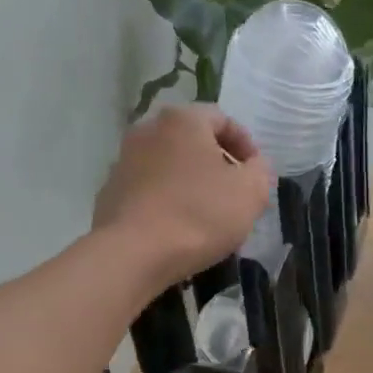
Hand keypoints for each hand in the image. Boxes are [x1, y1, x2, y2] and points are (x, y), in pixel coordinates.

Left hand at [93, 105, 273, 288]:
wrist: (134, 253)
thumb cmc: (200, 214)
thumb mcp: (250, 192)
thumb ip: (260, 171)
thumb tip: (254, 165)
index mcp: (183, 120)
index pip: (222, 119)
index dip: (246, 145)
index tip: (256, 174)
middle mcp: (148, 130)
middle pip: (193, 140)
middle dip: (219, 163)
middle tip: (237, 194)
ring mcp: (124, 160)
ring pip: (171, 164)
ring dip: (193, 181)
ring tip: (210, 214)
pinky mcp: (111, 190)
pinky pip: (151, 187)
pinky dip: (170, 199)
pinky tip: (181, 226)